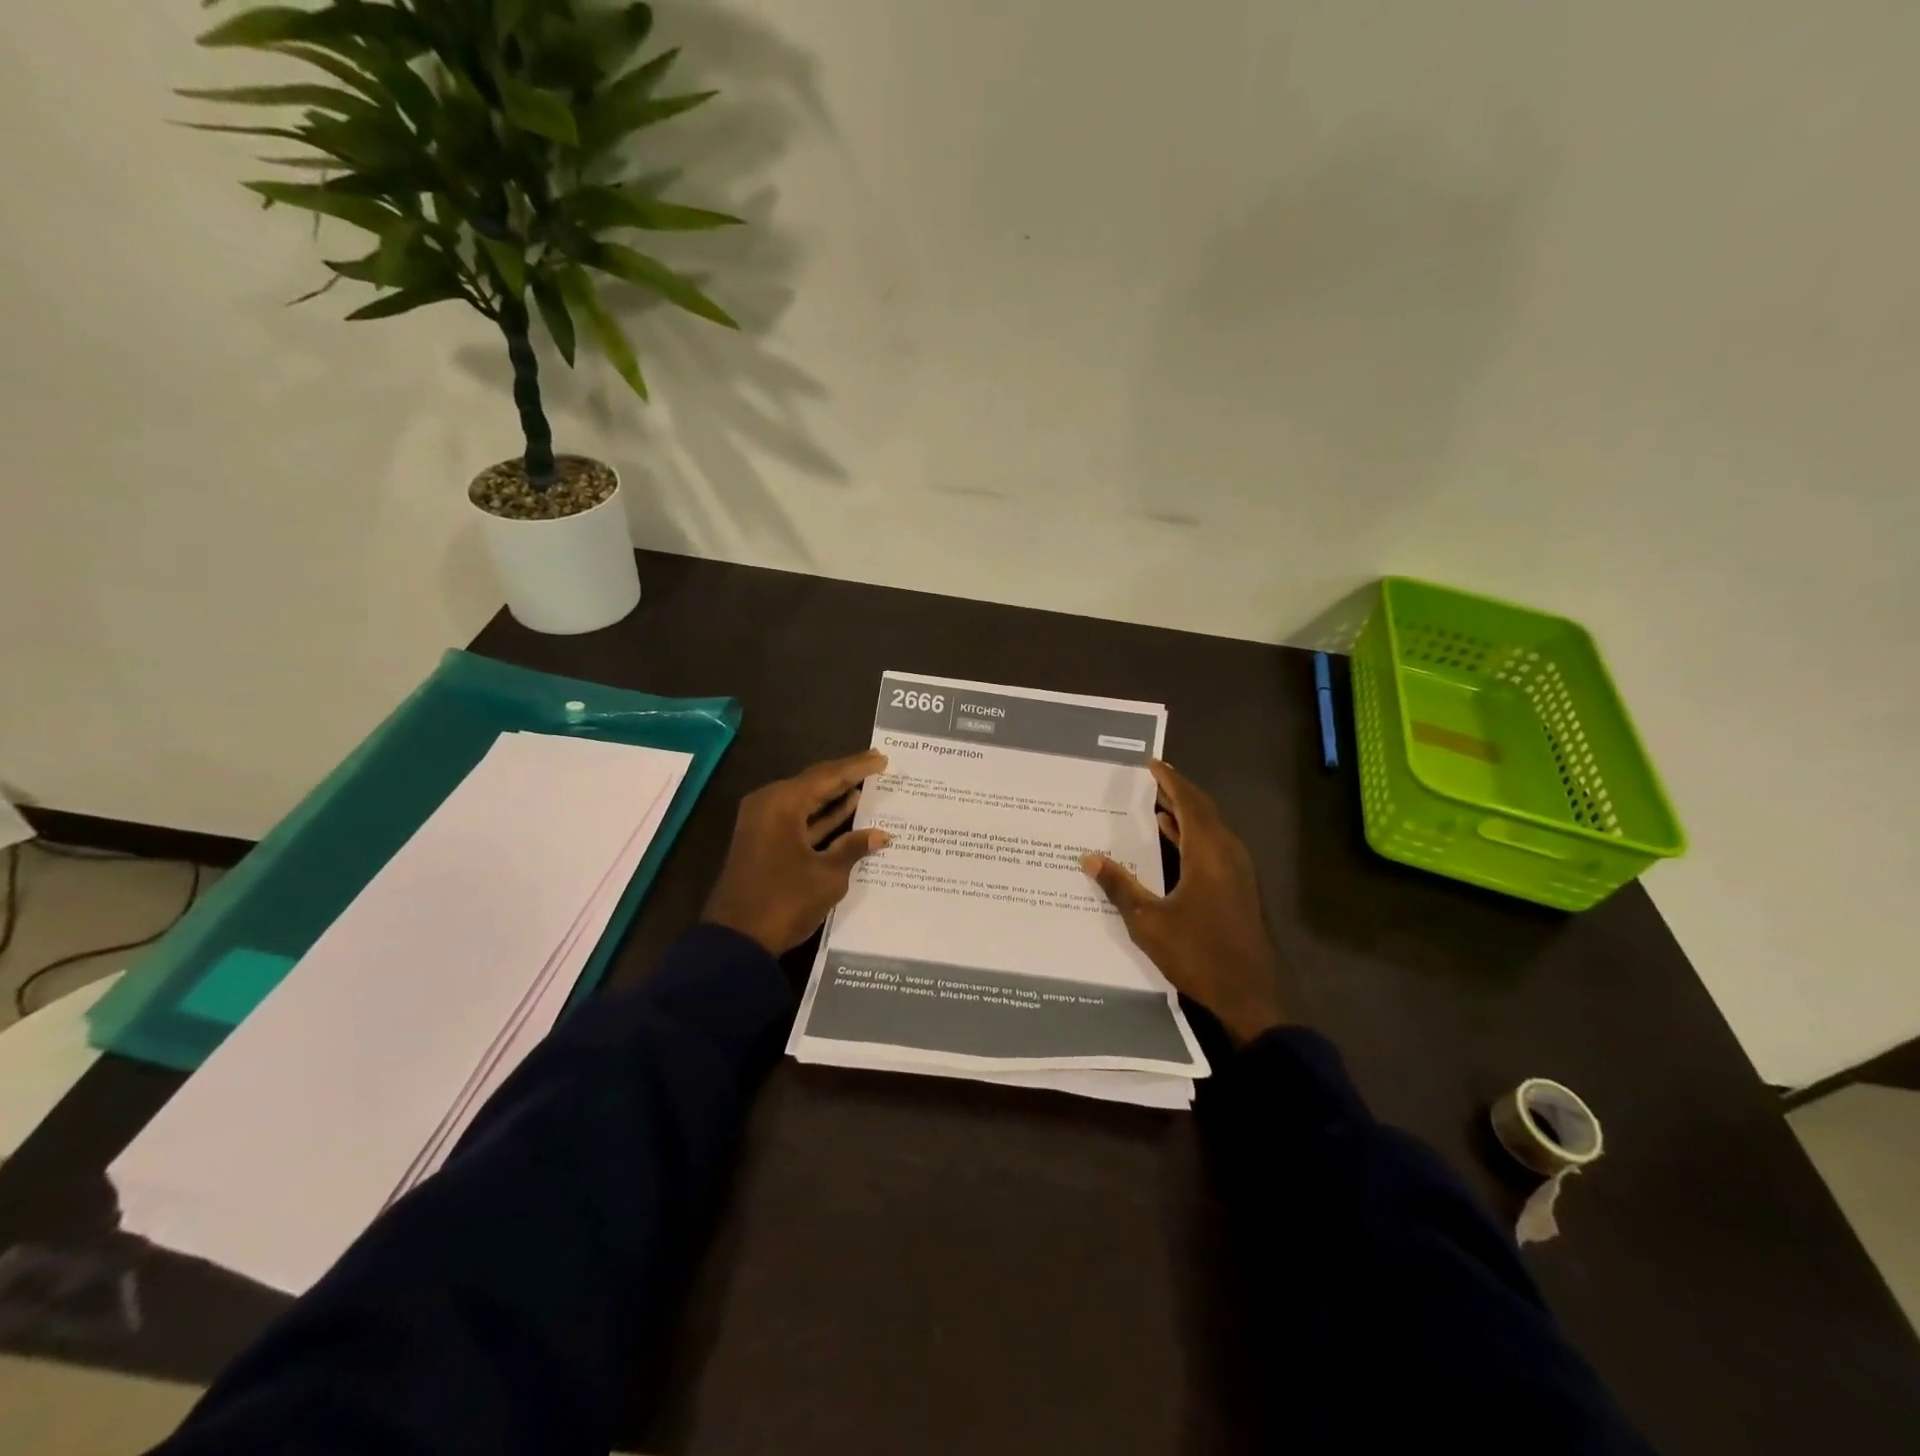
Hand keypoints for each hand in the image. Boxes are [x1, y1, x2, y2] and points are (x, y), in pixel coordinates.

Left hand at [702, 750, 891, 955]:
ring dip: (835, 797)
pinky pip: (798, 821)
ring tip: (868, 786)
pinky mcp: (764, 843)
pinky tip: (847, 814)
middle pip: (814, 784)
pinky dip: (822, 818)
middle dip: (846, 777)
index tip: (882, 758)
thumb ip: (853, 848)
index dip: (857, 767)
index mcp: (782, 803)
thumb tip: (880, 834)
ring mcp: (763, 825)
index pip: (828, 776)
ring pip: (806, 802)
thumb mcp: (827, 875)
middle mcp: (769, 805)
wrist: (737, 941)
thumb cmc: (784, 901)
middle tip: (877, 766)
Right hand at [1083, 759, 1286, 1044]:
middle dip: (1178, 792)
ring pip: (1211, 828)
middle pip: (1203, 810)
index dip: (1171, 781)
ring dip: (1186, 813)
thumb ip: (1120, 886)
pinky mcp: (1238, 888)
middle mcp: (1227, 854)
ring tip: (1157, 803)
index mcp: (1208, 853)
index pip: (1189, 803)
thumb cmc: (1197, 954)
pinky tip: (1172, 840)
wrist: (1248, 995)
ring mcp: (1237, 872)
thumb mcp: (1148, 922)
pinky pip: (1214, 846)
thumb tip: (1088, 857)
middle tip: (1152, 779)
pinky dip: (1192, 834)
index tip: (1152, 763)